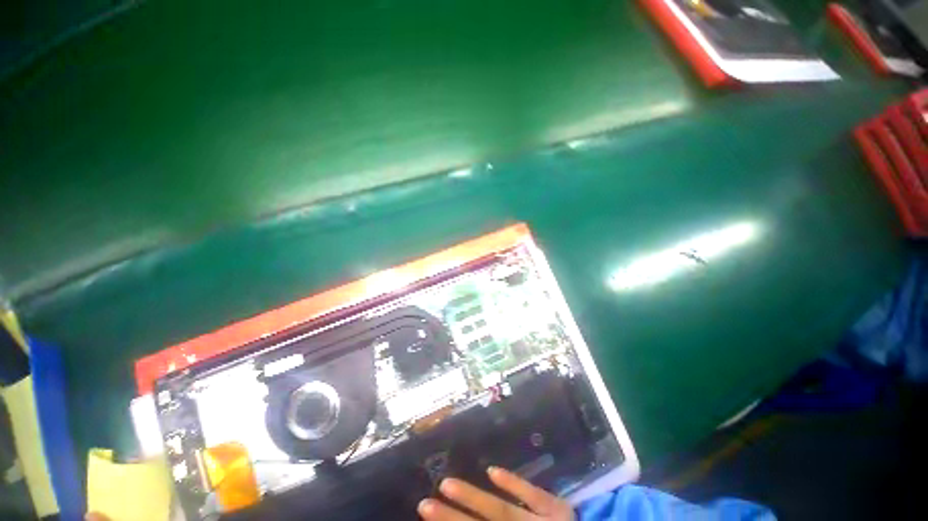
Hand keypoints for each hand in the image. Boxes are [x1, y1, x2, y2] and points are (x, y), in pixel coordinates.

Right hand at [418, 467, 574, 520]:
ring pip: (503, 511)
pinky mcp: (559, 509)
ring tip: (447, 484)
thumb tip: (473, 518)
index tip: (426, 514)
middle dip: (452, 519)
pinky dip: (514, 483)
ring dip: (473, 498)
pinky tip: (492, 470)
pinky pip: (535, 494)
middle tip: (425, 505)